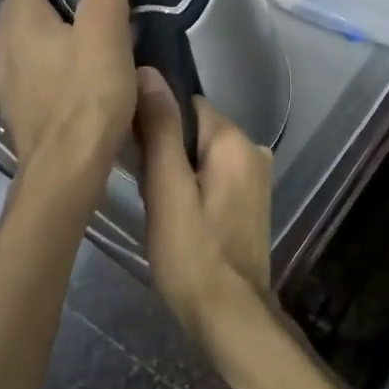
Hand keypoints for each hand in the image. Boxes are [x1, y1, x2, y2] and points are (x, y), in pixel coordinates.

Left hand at [0, 0, 137, 175]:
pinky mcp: (20, 113)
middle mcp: (5, 49)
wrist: (66, 168)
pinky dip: (50, 65)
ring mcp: (8, 85)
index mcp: (21, 22)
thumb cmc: (88, 93)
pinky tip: (77, 81)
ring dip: (49, 34)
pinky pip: (32, 75)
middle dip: (49, 0)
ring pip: (24, 45)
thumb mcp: (106, 30)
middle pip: (20, 11)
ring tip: (87, 40)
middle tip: (88, 3)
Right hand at [133, 67, 272, 334]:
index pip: (187, 104)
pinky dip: (192, 185)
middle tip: (142, 186)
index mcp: (235, 140)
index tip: (131, 149)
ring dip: (175, 170)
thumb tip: (149, 73)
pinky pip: (213, 175)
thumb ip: (160, 130)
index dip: (154, 120)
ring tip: (155, 203)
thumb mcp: (167, 190)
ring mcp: (256, 176)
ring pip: (201, 154)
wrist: (231, 315)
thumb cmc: (192, 254)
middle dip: (164, 149)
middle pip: (195, 128)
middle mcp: (253, 149)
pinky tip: (176, 215)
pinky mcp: (251, 200)